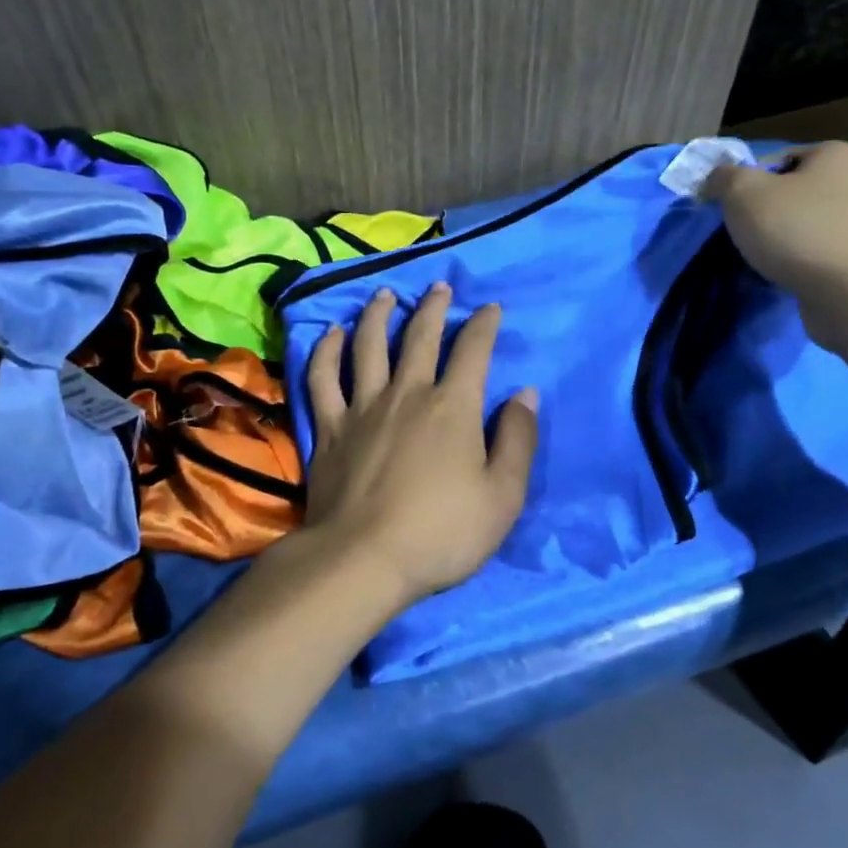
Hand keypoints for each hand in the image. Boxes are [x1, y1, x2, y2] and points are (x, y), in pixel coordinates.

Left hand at [302, 282, 537, 606]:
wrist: (363, 560)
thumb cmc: (442, 533)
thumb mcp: (503, 495)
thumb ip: (518, 440)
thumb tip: (524, 393)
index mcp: (452, 407)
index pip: (473, 351)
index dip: (483, 325)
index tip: (490, 308)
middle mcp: (407, 394)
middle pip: (419, 337)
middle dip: (432, 307)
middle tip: (439, 287)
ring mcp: (362, 407)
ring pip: (368, 346)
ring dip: (377, 315)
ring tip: (384, 295)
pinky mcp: (329, 428)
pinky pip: (323, 378)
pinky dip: (326, 351)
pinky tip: (330, 334)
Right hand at [703, 142, 847, 352]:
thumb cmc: (799, 232)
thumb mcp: (744, 194)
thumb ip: (723, 178)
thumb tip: (715, 179)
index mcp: (838, 154)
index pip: (777, 159)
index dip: (746, 184)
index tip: (730, 211)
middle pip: (793, 193)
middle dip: (764, 214)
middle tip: (742, 236)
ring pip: (805, 225)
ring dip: (781, 240)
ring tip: (761, 260)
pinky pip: (820, 252)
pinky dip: (800, 262)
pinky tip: (785, 276)